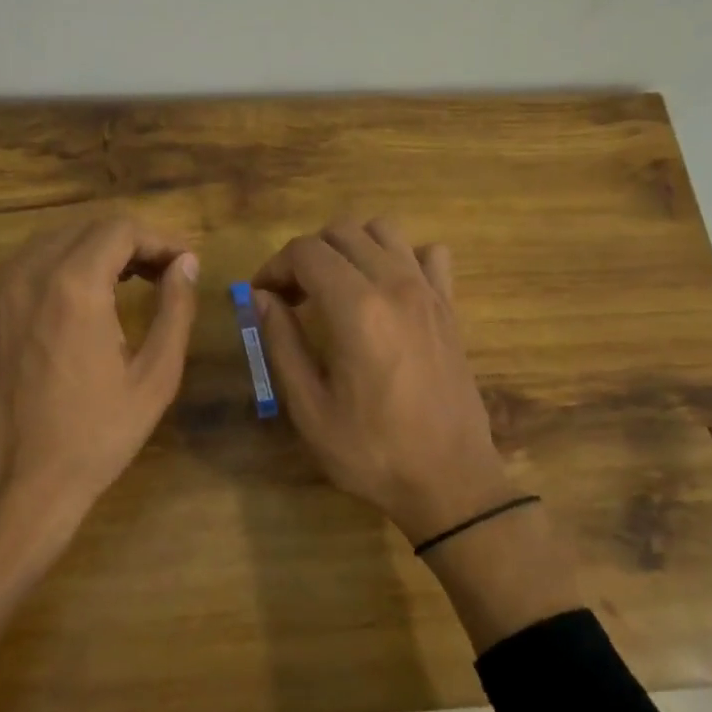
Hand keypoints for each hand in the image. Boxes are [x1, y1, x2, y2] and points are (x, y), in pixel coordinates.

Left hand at [0, 216, 199, 649]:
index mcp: (74, 286)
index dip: (159, 238)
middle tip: (161, 274)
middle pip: (85, 227)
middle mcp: (29, 275)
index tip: (183, 264)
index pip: (120, 228)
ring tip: (125, 283)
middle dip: (129, 241)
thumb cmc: (97, 434)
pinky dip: (59, 268)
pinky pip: (25, 268)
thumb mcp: (155, 376)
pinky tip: (80, 302)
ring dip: (93, 250)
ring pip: (52, 242)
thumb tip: (187, 264)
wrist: (21, 483)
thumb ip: (175, 309)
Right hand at [251, 218, 516, 545]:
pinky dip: (400, 256)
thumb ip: (281, 343)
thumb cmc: (371, 451)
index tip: (262, 297)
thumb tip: (261, 297)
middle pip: (342, 231)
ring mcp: (429, 292)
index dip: (274, 266)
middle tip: (292, 296)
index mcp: (356, 308)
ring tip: (334, 287)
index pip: (305, 251)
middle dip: (307, 254)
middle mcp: (395, 285)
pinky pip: (427, 254)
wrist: (449, 481)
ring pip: (383, 230)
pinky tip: (386, 290)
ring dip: (349, 247)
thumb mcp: (309, 407)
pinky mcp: (449, 307)